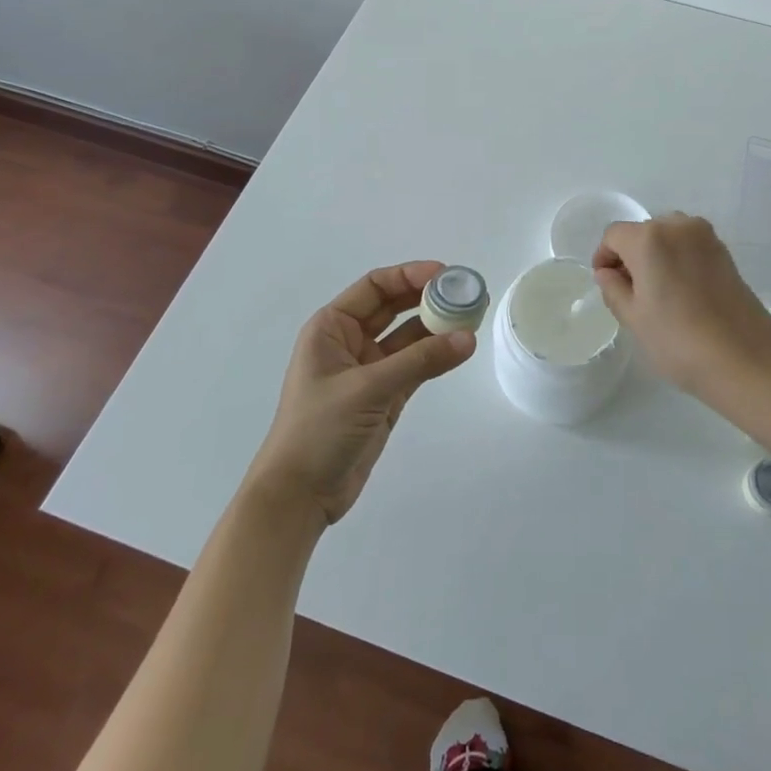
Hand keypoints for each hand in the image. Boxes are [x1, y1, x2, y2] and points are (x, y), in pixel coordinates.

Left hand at [246, 262, 476, 525]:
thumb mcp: (369, 389)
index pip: (375, 287)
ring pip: (408, 338)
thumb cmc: (319, 430)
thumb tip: (468, 338)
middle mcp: (349, 342)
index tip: (445, 274)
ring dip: (436, 328)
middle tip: (465, 294)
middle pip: (393, 308)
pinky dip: (435, 357)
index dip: (409, 275)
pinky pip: (414, 366)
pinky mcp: (383, 396)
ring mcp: (368, 370)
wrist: (299, 496)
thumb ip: (420, 361)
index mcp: (332, 328)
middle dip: (427, 299)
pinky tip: (460, 349)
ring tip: (471, 318)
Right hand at [593, 214, 770, 395]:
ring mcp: (706, 237)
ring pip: (668, 238)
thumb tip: (608, 273)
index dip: (604, 257)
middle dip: (631, 257)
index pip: (613, 235)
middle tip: (631, 294)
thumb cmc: (679, 341)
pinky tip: (682, 295)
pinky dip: (678, 261)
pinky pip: (689, 247)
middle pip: (642, 233)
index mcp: (649, 238)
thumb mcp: (634, 318)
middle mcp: (678, 226)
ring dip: (656, 257)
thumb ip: (613, 289)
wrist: (746, 360)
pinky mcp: (726, 253)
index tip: (606, 284)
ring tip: (658, 295)